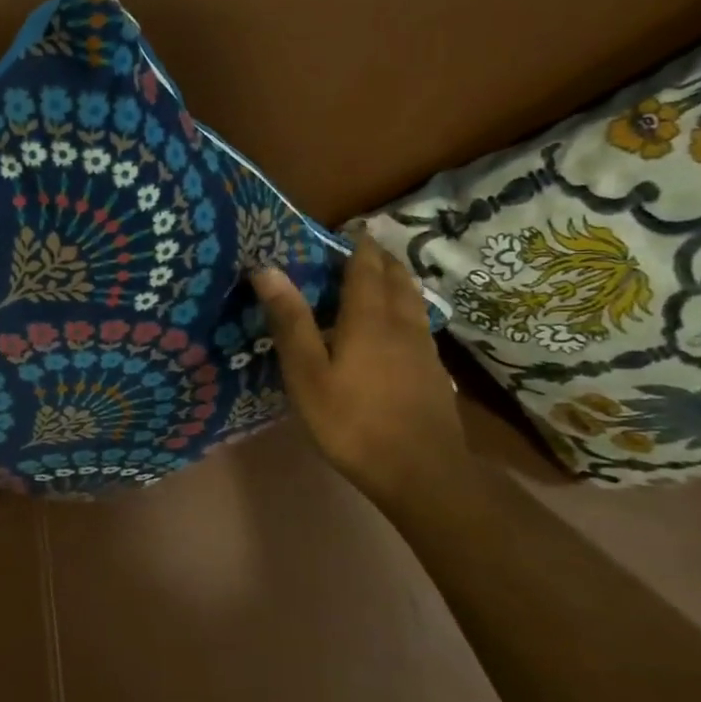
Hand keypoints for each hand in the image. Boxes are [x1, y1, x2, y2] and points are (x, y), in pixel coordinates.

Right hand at [249, 232, 468, 506]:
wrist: (421, 472)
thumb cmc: (351, 421)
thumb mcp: (307, 373)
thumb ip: (290, 320)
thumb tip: (267, 269)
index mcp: (368, 318)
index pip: (365, 268)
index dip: (357, 246)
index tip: (349, 229)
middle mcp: (401, 324)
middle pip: (397, 279)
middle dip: (381, 258)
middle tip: (363, 248)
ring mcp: (423, 349)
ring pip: (413, 301)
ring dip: (397, 281)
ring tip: (381, 278)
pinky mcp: (433, 373)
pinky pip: (419, 324)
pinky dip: (406, 310)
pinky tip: (397, 328)